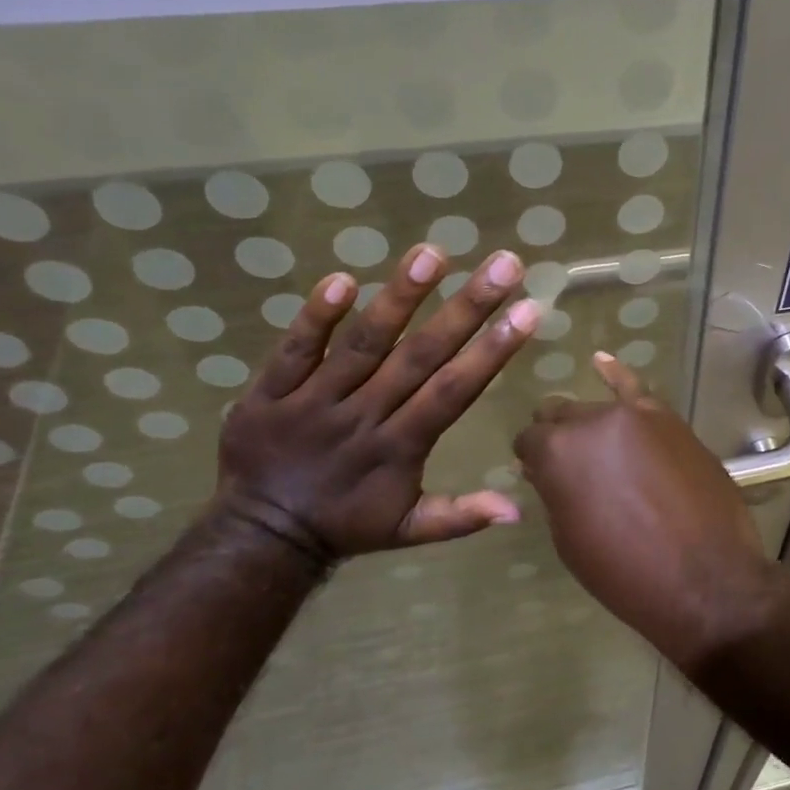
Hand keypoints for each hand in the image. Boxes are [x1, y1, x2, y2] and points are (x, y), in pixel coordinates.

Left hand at [216, 245, 539, 561]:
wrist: (261, 535)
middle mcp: (363, 415)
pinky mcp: (269, 392)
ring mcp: (313, 400)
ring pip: (362, 344)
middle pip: (418, 356)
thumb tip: (517, 512)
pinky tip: (342, 278)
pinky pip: (293, 350)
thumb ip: (461, 516)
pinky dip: (315, 317)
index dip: (491, 351)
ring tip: (433, 253)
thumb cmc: (348, 525)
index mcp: (400, 447)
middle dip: (466, 308)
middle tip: (503, 264)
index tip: (528, 310)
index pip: (452, 391)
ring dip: (398, 298)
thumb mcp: (410, 531)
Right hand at [513, 353, 779, 667]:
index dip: (531, 460)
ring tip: (592, 445)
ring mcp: (636, 415)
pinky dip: (617, 375)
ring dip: (589, 426)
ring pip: (596, 408)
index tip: (538, 476)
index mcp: (557, 452)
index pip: (529, 440)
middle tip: (569, 468)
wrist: (706, 579)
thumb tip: (543, 469)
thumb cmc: (625, 573)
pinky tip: (603, 363)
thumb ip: (554, 492)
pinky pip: (637, 389)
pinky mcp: (670, 420)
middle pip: (561, 416)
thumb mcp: (570, 539)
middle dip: (558, 438)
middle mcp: (591, 421)